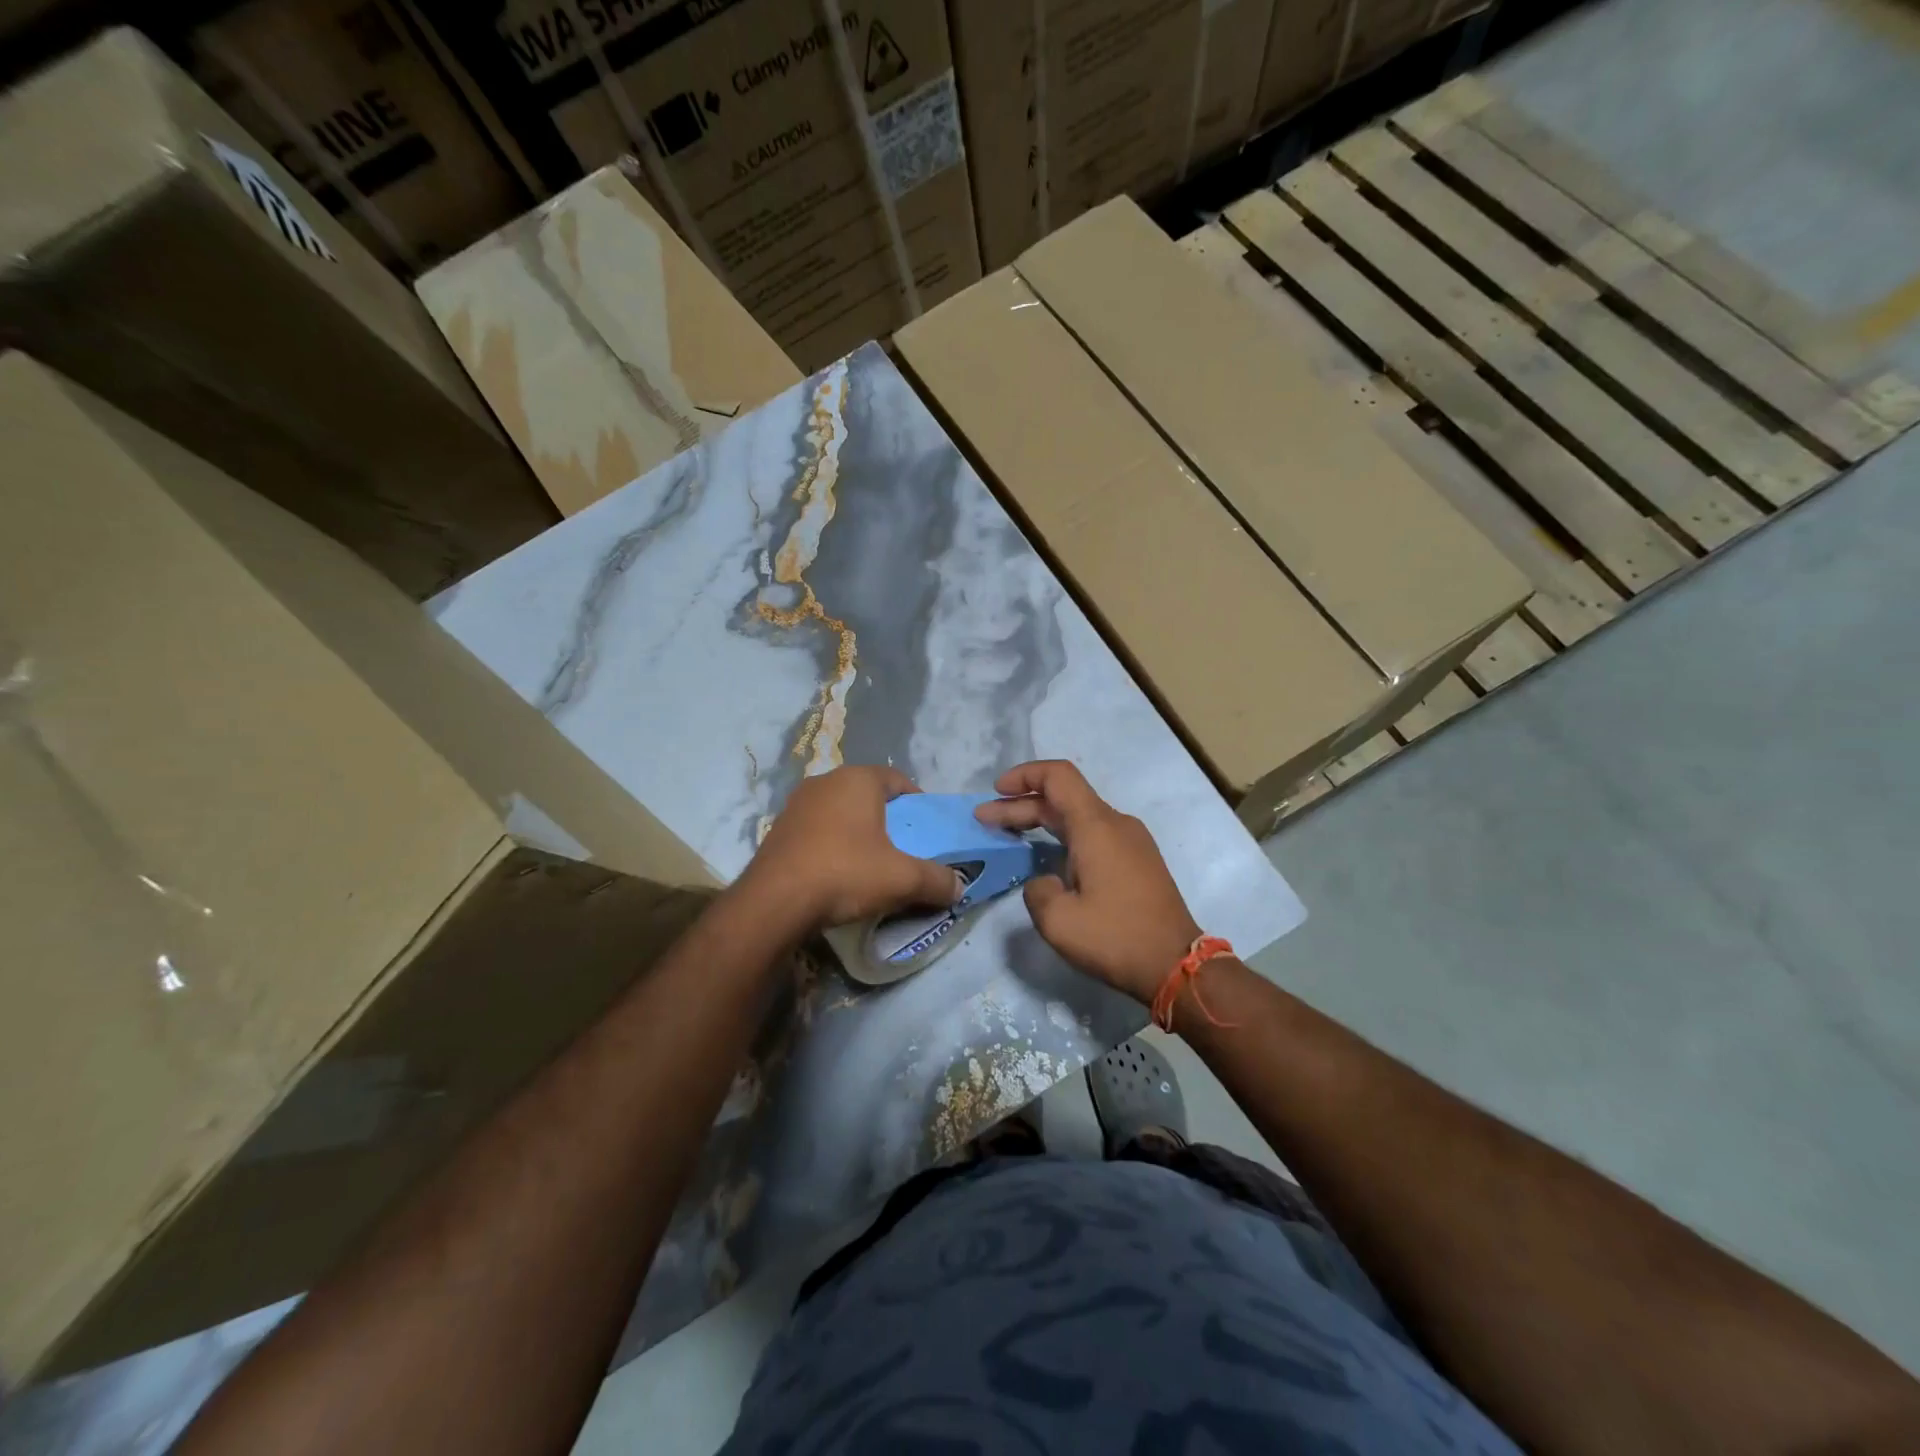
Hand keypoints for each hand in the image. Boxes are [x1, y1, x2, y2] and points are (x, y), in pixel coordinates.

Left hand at [741, 765, 962, 931]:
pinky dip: (832, 844)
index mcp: (858, 779)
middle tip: (903, 848)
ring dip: (858, 831)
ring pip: (840, 812)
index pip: (898, 780)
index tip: (927, 830)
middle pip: (868, 795)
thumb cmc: (845, 873)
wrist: (774, 903)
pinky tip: (838, 872)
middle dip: (888, 818)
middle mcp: (825, 781)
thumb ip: (937, 880)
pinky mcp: (778, 830)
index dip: (917, 803)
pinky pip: (817, 830)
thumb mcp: (902, 879)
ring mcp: (797, 804)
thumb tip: (959, 888)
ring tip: (871, 862)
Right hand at [976, 761, 1201, 1003]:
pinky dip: (1063, 836)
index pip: (1058, 777)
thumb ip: (1037, 890)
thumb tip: (1046, 882)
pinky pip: (1094, 834)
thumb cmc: (1116, 938)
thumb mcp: (1058, 921)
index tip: (996, 793)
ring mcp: (1131, 841)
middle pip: (1063, 798)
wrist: (1178, 966)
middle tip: (985, 820)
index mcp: (1096, 827)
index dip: (1024, 776)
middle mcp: (1116, 824)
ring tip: (1009, 835)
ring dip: (1042, 821)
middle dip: (1021, 805)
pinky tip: (1046, 856)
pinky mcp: (1138, 861)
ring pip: (1079, 816)